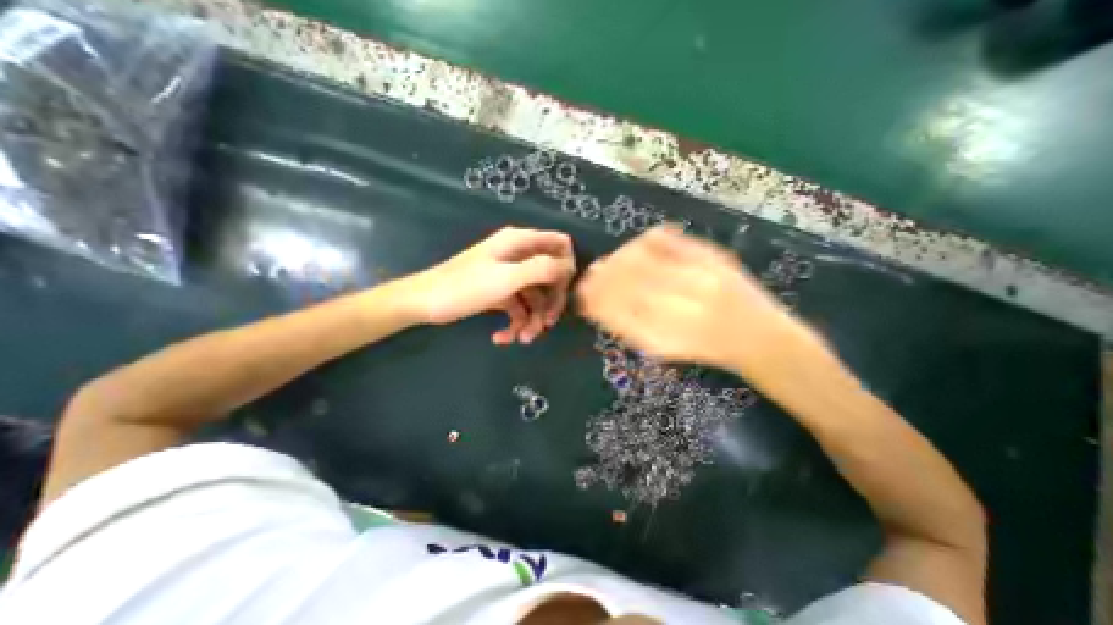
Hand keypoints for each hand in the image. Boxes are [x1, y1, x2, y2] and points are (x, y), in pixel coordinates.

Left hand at [403, 227, 573, 344]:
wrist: (424, 302)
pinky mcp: (500, 293)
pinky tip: (503, 338)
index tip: (563, 291)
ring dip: (533, 320)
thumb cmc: (464, 287)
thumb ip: (542, 269)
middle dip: (550, 303)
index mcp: (520, 243)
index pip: (560, 244)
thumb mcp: (507, 278)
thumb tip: (568, 268)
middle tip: (547, 324)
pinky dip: (515, 323)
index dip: (567, 267)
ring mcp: (509, 275)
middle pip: (551, 276)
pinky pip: (519, 307)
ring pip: (535, 297)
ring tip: (522, 339)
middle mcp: (518, 256)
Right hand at [574, 227, 814, 376]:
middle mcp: (680, 304)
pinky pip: (667, 240)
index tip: (582, 293)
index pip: (616, 309)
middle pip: (626, 279)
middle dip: (601, 275)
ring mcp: (697, 276)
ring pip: (642, 257)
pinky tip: (638, 247)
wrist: (758, 335)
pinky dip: (645, 241)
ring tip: (612, 262)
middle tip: (591, 275)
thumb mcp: (661, 347)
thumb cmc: (704, 349)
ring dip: (619, 257)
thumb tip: (596, 305)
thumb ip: (627, 326)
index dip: (594, 297)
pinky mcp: (712, 256)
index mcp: (665, 334)